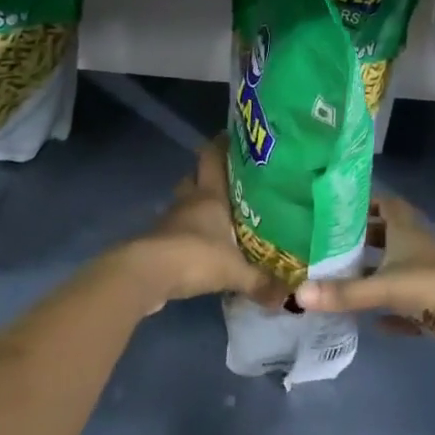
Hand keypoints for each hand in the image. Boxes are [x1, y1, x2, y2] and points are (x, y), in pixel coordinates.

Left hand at [119, 140, 281, 309]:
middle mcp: (189, 202)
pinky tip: (200, 247)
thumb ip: (260, 282)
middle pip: (195, 178)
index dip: (221, 145)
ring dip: (195, 208)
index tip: (231, 137)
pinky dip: (186, 234)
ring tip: (217, 217)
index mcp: (210, 196)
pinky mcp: (158, 242)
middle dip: (208, 178)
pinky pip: (176, 231)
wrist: (146, 274)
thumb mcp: (235, 271)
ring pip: (184, 204)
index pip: (213, 158)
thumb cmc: (195, 256)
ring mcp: (170, 221)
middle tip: (230, 184)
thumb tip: (288, 297)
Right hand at [296, 193, 434, 365]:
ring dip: (373, 276)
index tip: (335, 208)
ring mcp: (429, 278)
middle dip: (361, 240)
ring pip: (396, 271)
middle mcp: (418, 247)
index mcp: (408, 230)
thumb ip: (345, 293)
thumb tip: (298, 293)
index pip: (384, 204)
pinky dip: (391, 313)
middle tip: (326, 247)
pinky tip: (372, 324)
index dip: (363, 203)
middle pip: (386, 237)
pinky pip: (408, 308)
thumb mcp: (388, 286)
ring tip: (338, 282)